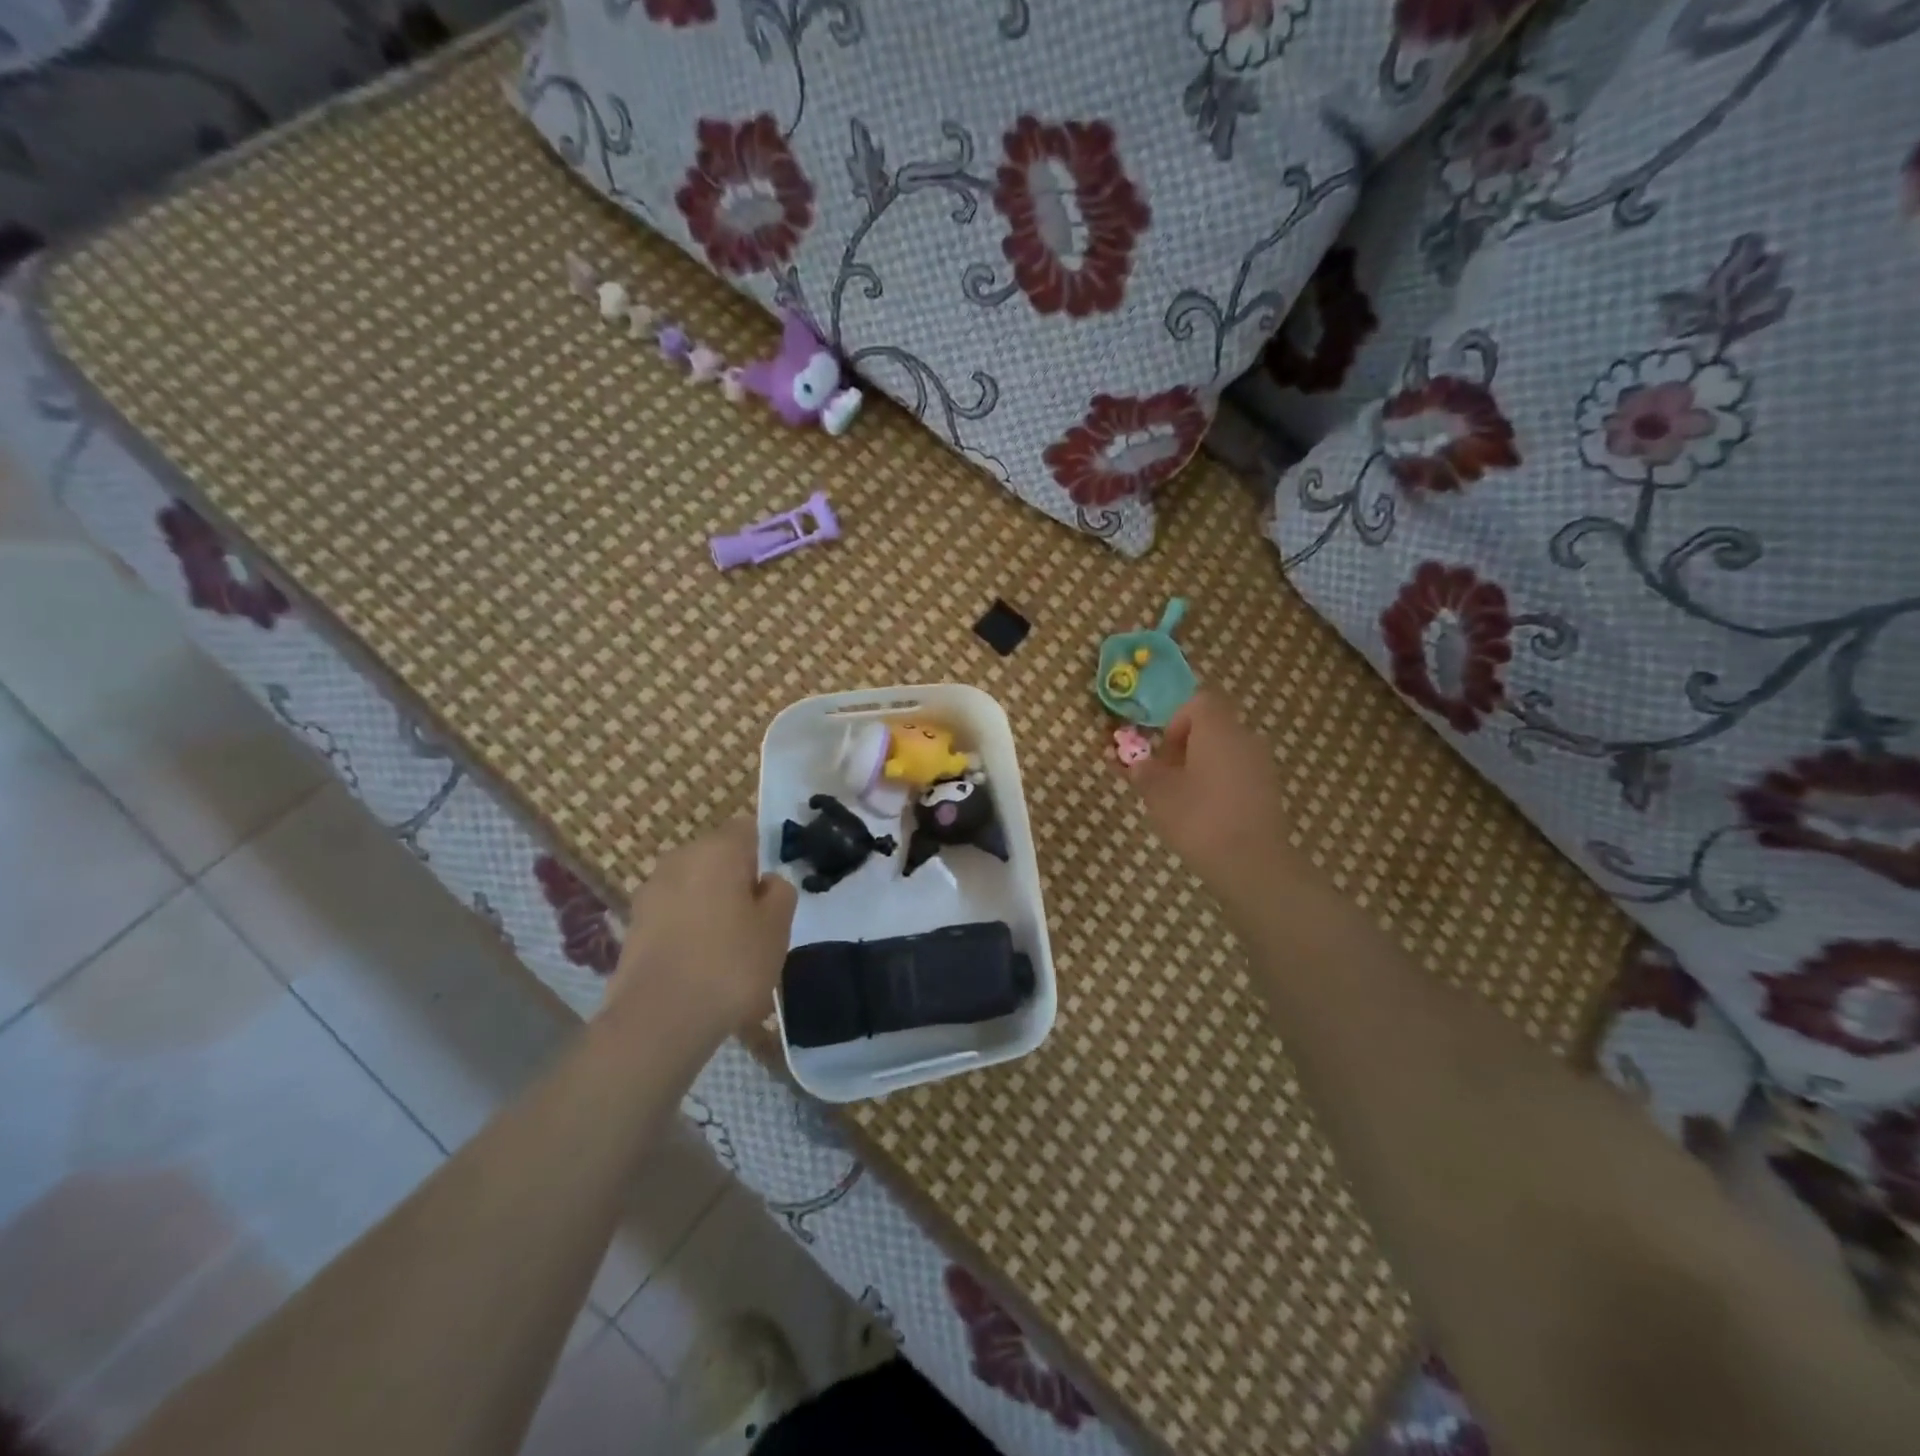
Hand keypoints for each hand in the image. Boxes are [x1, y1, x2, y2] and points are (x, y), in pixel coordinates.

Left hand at [611, 818, 796, 1036]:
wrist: (658, 1020)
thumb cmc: (730, 965)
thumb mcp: (777, 928)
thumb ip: (780, 893)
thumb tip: (766, 882)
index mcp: (717, 849)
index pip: (748, 829)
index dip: (765, 854)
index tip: (773, 890)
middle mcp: (679, 859)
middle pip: (717, 858)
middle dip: (736, 882)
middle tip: (756, 923)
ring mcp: (650, 892)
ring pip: (693, 887)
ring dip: (710, 907)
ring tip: (727, 951)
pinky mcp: (632, 926)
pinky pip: (673, 915)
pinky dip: (687, 930)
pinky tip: (699, 967)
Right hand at [1119, 689, 1292, 899]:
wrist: (1251, 863)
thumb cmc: (1198, 818)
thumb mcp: (1158, 794)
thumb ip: (1144, 772)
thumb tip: (1139, 764)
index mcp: (1217, 730)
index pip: (1199, 702)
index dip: (1176, 720)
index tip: (1162, 750)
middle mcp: (1245, 738)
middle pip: (1213, 727)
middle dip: (1185, 747)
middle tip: (1164, 776)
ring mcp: (1262, 765)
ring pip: (1225, 752)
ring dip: (1202, 767)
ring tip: (1181, 799)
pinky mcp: (1270, 791)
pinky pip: (1239, 774)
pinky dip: (1220, 785)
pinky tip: (1205, 815)